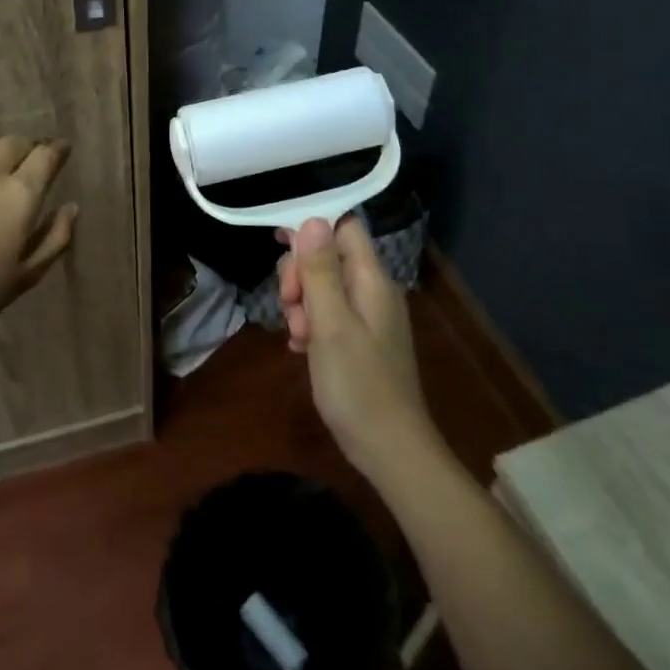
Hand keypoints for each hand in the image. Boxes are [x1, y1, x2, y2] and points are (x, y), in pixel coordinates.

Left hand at [0, 136, 78, 344]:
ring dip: (4, 149)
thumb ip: (55, 237)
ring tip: (6, 166)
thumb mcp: (27, 275)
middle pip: (16, 142)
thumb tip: (71, 208)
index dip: (58, 150)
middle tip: (36, 160)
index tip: (64, 150)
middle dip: (31, 147)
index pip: (46, 155)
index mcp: (20, 194)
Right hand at [279, 217, 440, 482]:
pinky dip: (311, 325)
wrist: (390, 449)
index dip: (311, 229)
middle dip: (300, 274)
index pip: (344, 228)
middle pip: (328, 257)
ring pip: (324, 287)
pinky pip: (328, 315)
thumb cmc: (358, 384)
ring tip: (297, 335)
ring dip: (302, 304)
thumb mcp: (330, 324)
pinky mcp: (360, 341)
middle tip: (289, 305)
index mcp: (371, 280)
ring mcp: (368, 318)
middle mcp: (373, 291)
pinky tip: (300, 348)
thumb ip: (320, 271)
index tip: (279, 245)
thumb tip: (313, 219)